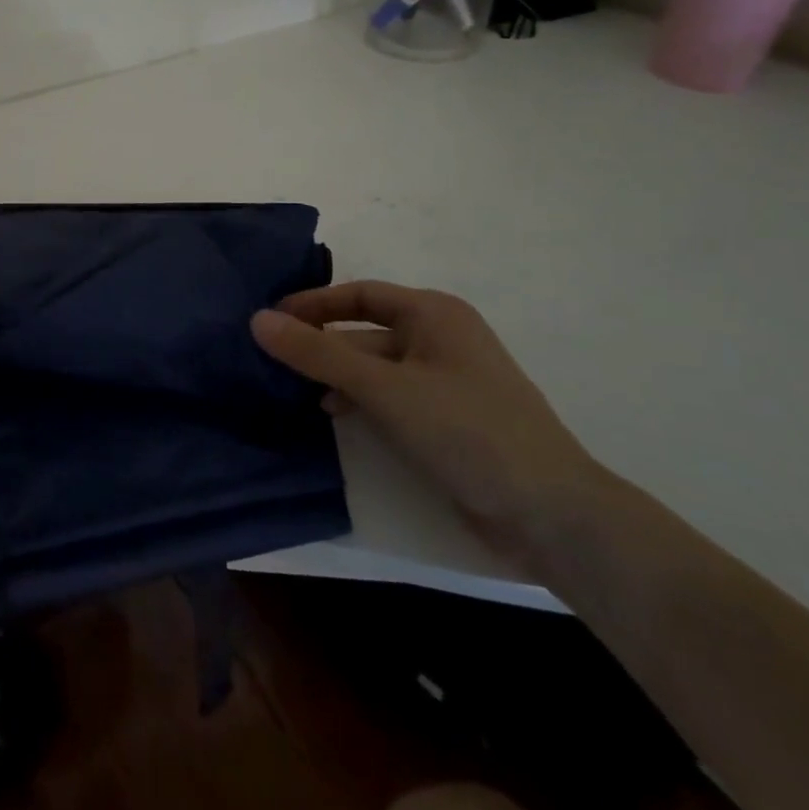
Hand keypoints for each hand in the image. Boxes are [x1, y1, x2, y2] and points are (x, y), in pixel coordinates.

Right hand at [251, 282, 609, 558]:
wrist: (551, 514)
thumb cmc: (467, 431)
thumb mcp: (384, 388)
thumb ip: (318, 354)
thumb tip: (258, 320)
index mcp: (434, 314)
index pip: (360, 294)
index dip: (314, 304)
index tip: (271, 319)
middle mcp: (440, 339)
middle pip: (364, 331)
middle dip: (320, 344)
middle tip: (270, 360)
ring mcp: (445, 381)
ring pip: (375, 367)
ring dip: (335, 375)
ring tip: (290, 391)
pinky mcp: (446, 419)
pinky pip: (389, 396)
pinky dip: (358, 400)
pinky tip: (332, 416)